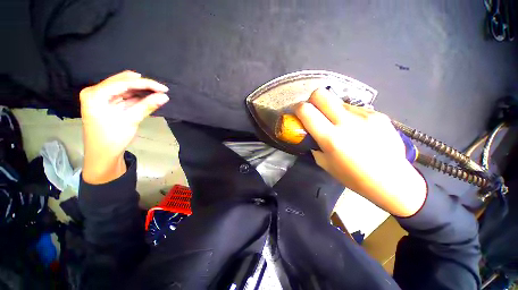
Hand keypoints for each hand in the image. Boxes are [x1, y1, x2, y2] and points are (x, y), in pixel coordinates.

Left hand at [80, 71, 168, 183]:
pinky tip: (148, 97)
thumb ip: (147, 106)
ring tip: (158, 93)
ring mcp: (101, 98)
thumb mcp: (131, 120)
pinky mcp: (107, 104)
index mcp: (95, 94)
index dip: (146, 84)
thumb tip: (165, 97)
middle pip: (123, 82)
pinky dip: (137, 97)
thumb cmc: (112, 138)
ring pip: (124, 88)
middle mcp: (96, 92)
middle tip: (162, 89)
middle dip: (143, 85)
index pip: (124, 83)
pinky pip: (124, 96)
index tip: (164, 88)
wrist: (103, 156)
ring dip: (141, 90)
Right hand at [294, 88, 425, 216]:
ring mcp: (365, 115)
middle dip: (312, 100)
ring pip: (338, 101)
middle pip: (321, 94)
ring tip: (339, 124)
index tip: (297, 112)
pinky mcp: (378, 114)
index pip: (306, 111)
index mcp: (331, 138)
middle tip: (314, 111)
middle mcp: (347, 122)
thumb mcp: (325, 164)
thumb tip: (310, 132)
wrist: (393, 180)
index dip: (297, 108)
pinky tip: (356, 128)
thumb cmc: (353, 177)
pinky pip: (354, 109)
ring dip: (332, 110)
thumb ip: (314, 144)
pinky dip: (348, 115)